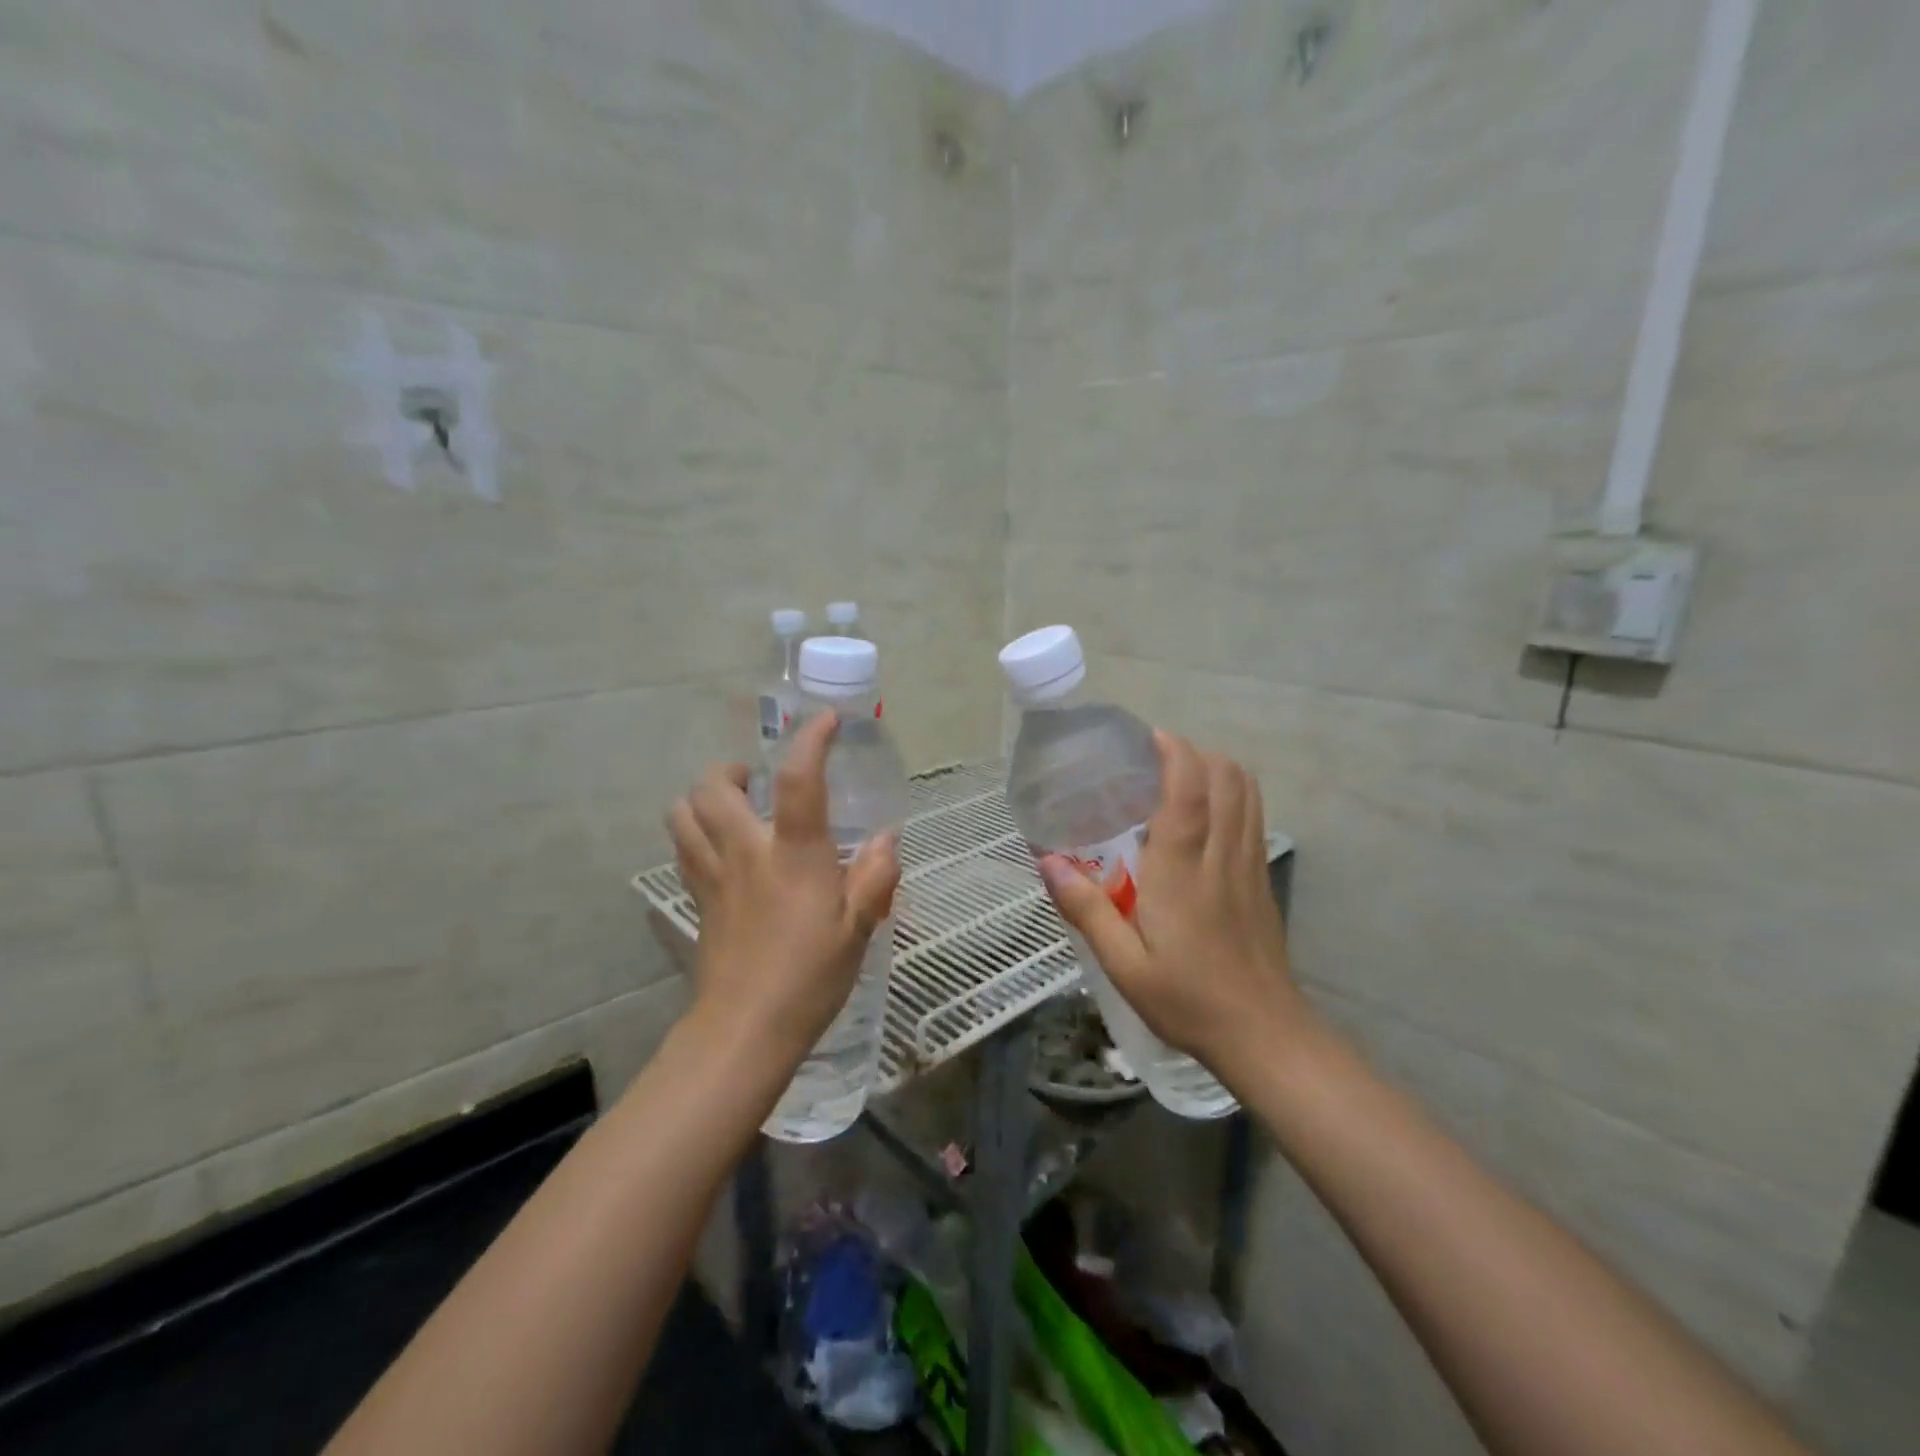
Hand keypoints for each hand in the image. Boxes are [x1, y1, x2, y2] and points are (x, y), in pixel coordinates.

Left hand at [665, 712, 900, 1067]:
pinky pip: (682, 848)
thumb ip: (875, 877)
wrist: (745, 1029)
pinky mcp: (697, 898)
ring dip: (704, 797)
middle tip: (758, 781)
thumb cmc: (810, 977)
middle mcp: (746, 852)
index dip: (811, 739)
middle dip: (731, 769)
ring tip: (734, 807)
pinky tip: (720, 847)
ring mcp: (713, 875)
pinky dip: (694, 831)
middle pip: (714, 787)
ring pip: (683, 813)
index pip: (798, 780)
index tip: (825, 721)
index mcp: (793, 855)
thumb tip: (886, 838)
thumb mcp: (858, 928)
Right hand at [1038, 731, 1305, 1077]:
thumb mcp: (1123, 964)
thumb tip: (1048, 862)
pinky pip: (1253, 815)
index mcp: (1182, 869)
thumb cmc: (1187, 999)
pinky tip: (1205, 816)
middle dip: (1194, 753)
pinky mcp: (1262, 878)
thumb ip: (1086, 909)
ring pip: (1247, 791)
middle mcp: (1221, 854)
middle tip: (1154, 761)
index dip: (1173, 752)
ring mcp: (1249, 864)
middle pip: (1226, 777)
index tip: (1147, 738)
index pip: (1189, 788)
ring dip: (1216, 769)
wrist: (1263, 1034)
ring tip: (1178, 778)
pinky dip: (1232, 794)